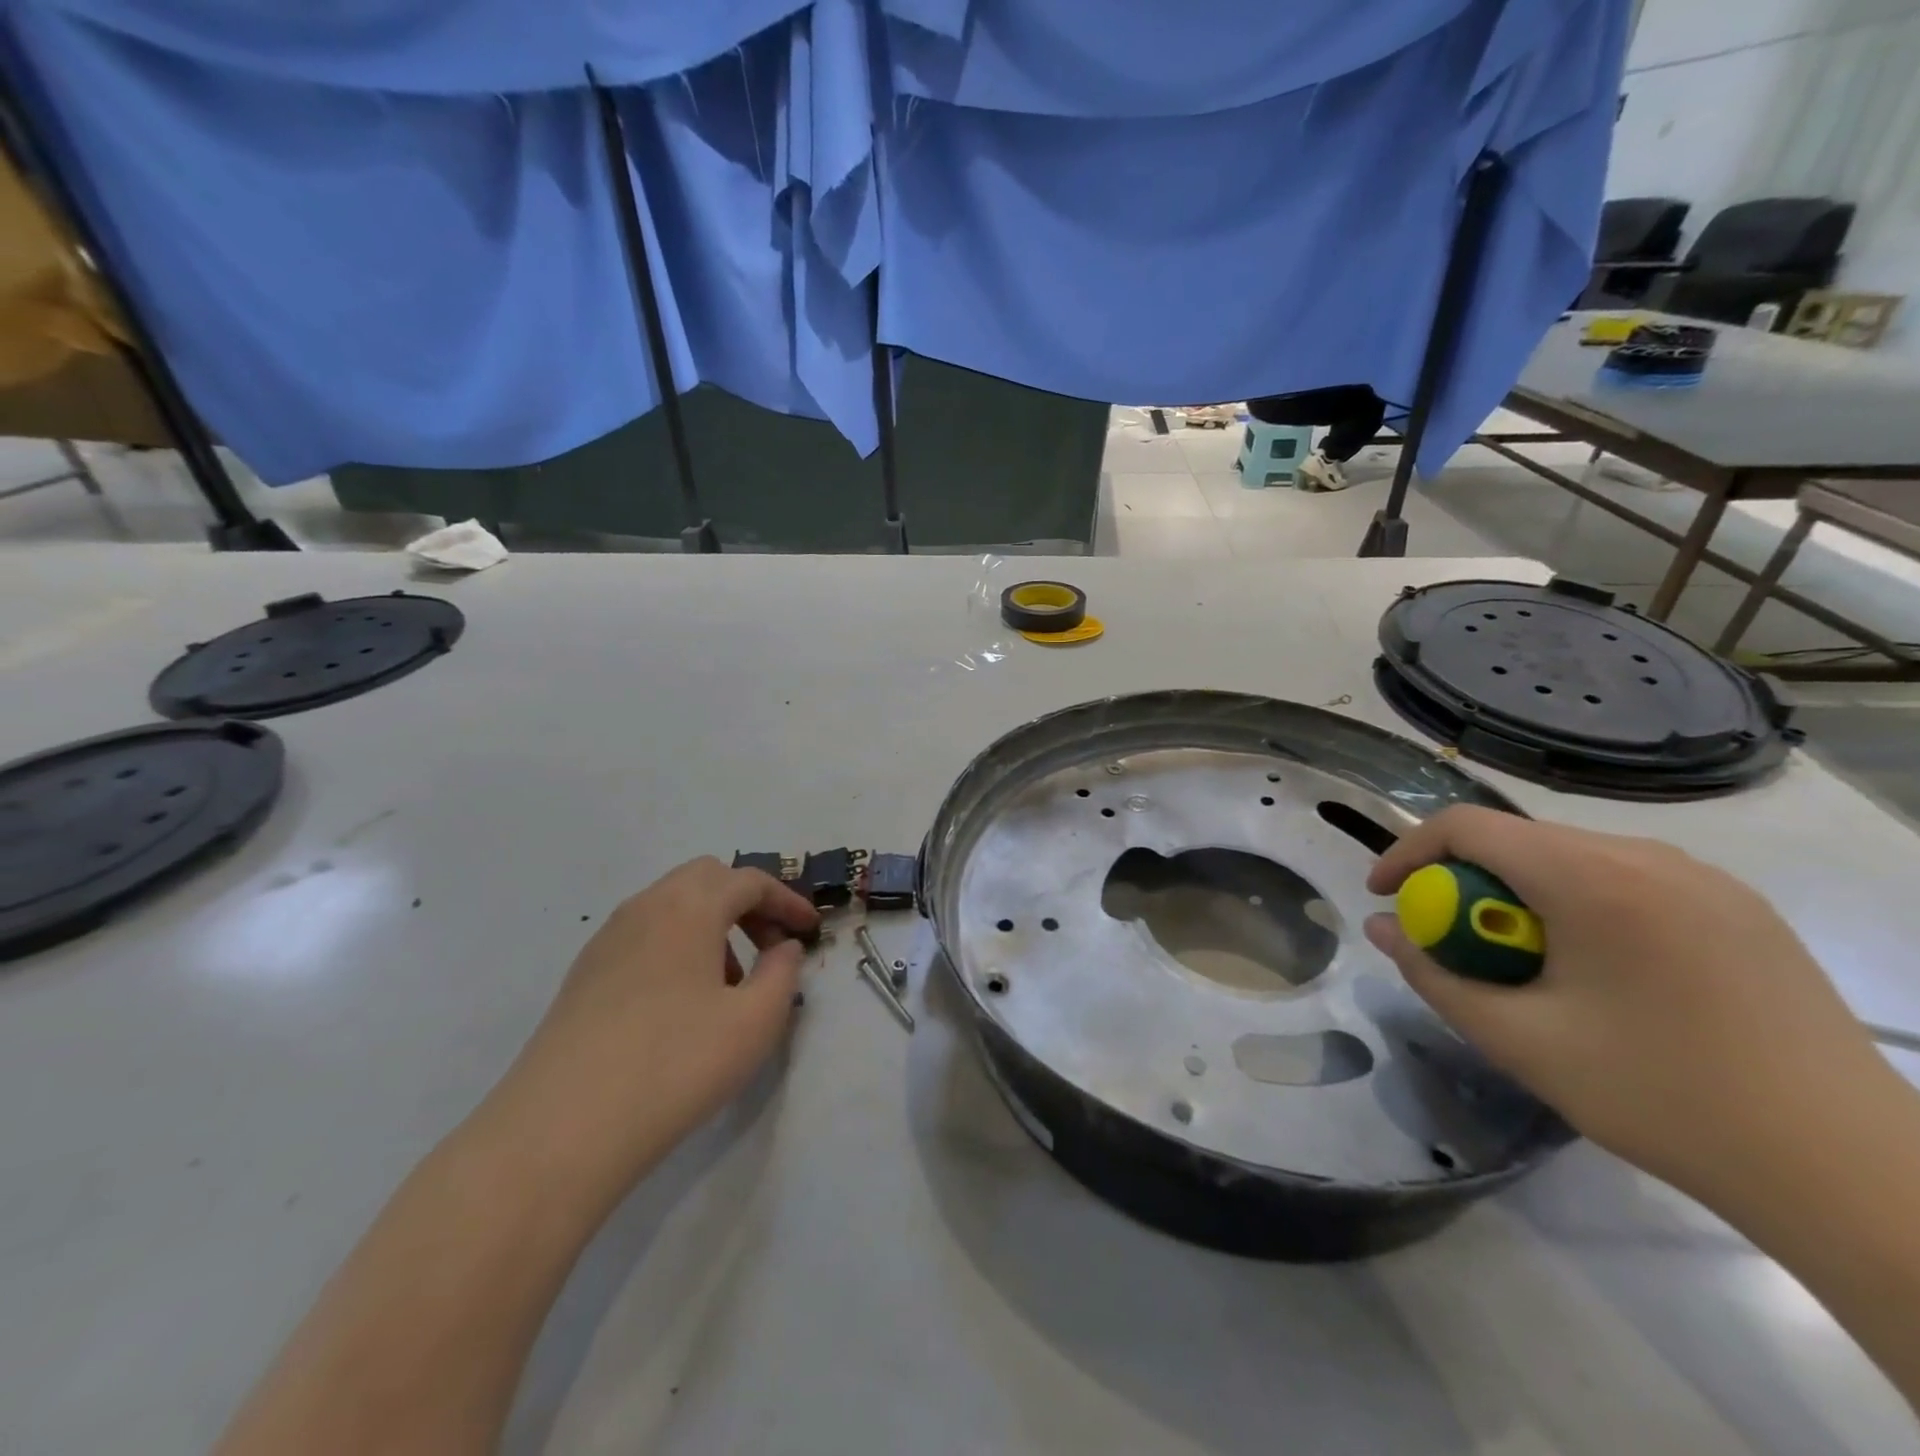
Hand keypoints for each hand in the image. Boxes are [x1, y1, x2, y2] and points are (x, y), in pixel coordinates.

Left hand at [489, 857, 818, 1206]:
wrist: (560, 1131)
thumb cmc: (675, 1065)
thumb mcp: (755, 1022)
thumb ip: (782, 973)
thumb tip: (783, 947)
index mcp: (690, 907)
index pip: (750, 881)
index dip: (787, 900)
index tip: (810, 930)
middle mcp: (645, 907)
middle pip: (706, 879)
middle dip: (747, 903)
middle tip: (771, 945)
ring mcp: (607, 940)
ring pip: (672, 906)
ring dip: (712, 925)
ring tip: (730, 983)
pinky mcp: (583, 975)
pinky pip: (644, 936)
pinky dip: (677, 946)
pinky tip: (683, 1003)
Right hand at [1363, 807, 1881, 1200]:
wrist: (1851, 1172)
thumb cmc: (1663, 1097)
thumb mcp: (1519, 1041)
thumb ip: (1433, 975)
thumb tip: (1381, 929)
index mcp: (1593, 879)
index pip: (1466, 826)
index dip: (1408, 852)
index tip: (1385, 897)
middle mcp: (1649, 857)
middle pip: (1518, 839)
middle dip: (1464, 881)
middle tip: (1453, 942)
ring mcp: (1705, 880)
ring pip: (1570, 858)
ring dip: (1519, 893)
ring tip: (1523, 962)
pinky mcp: (1740, 909)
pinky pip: (1625, 879)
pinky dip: (1577, 904)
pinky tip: (1596, 970)